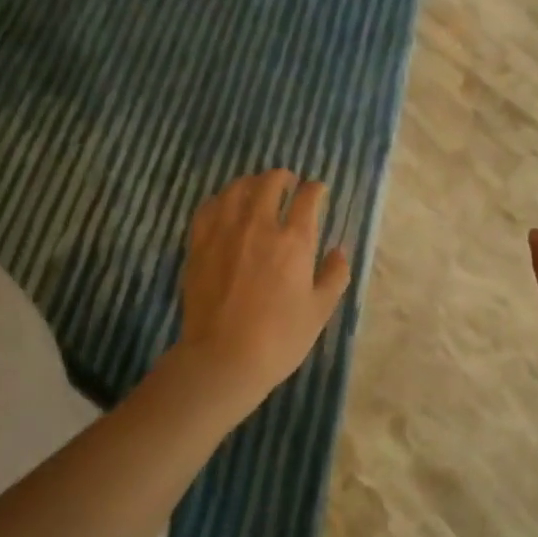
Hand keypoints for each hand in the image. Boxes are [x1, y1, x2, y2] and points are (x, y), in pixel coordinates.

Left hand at [178, 170, 351, 411]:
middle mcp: (259, 226)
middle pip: (270, 183)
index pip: (308, 198)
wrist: (223, 359)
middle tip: (288, 183)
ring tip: (257, 189)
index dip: (316, 189)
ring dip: (251, 183)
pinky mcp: (199, 244)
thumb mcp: (319, 311)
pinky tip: (226, 206)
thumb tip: (339, 251)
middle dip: (283, 177)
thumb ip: (334, 276)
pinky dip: (222, 199)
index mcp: (294, 241)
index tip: (318, 191)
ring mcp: (225, 233)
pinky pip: (209, 208)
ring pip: (237, 189)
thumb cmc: (279, 338)